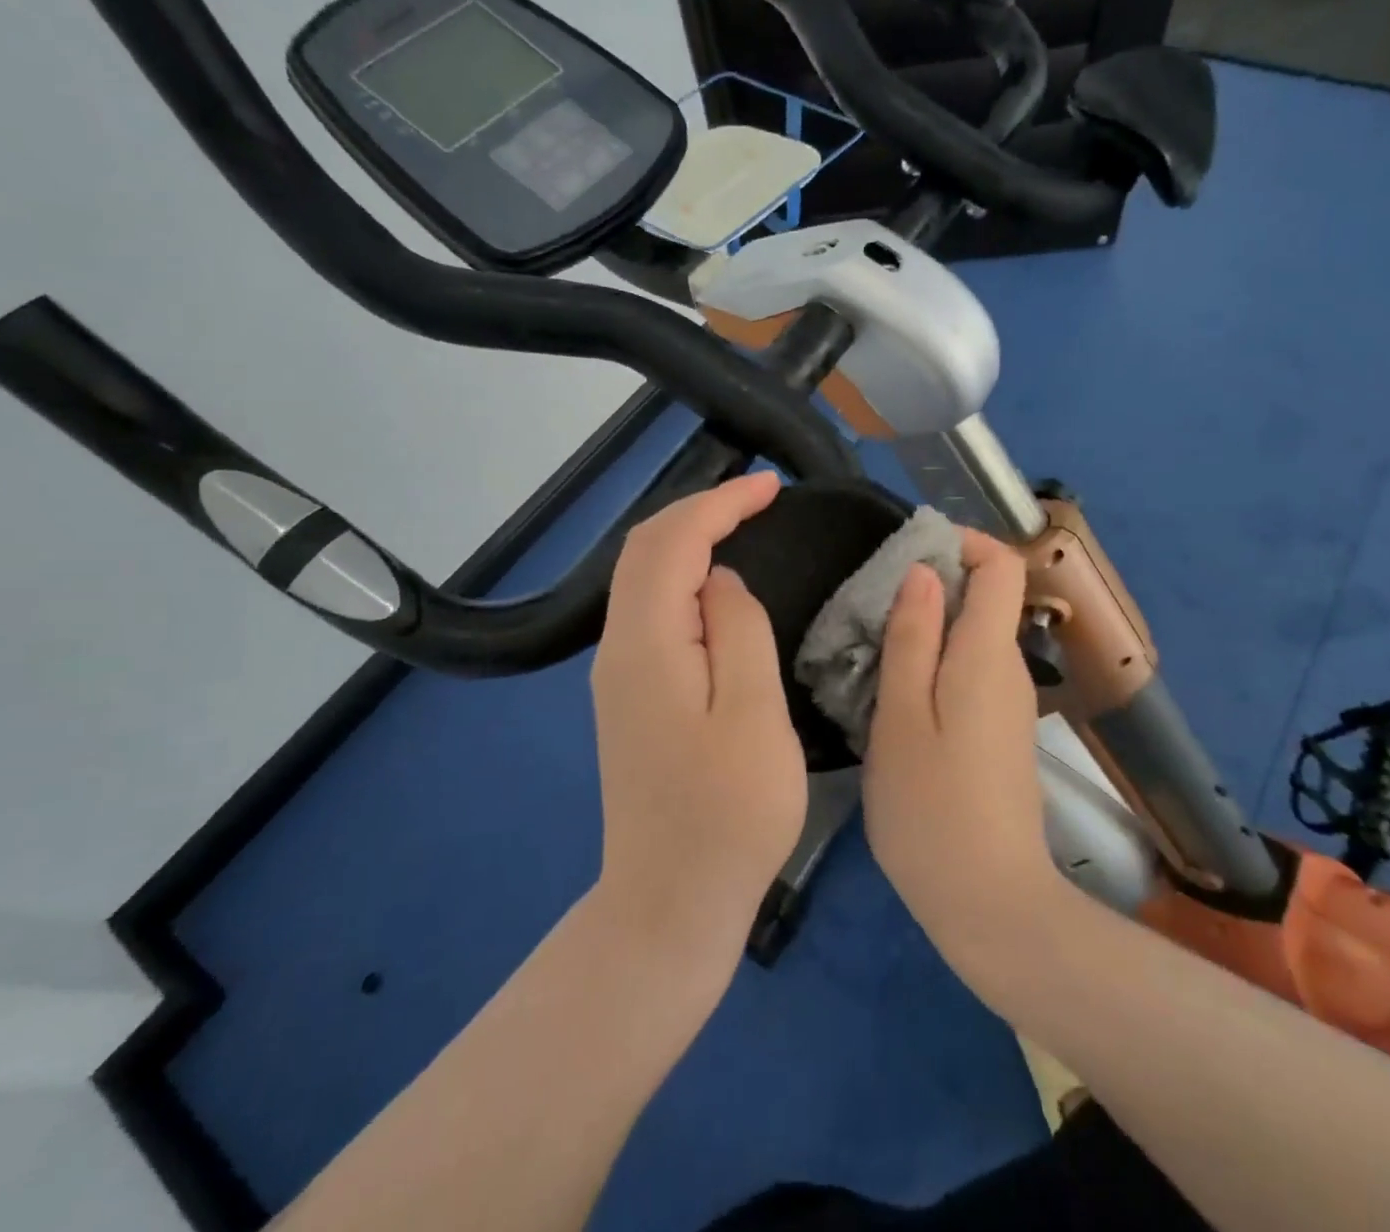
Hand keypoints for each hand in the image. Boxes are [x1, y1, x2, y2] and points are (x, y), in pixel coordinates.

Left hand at [590, 472, 807, 955]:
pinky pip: (650, 608)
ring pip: (643, 576)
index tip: (770, 487)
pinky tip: (714, 581)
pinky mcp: (630, 695)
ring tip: (742, 523)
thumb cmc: (727, 815)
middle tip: (759, 498)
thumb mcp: (753, 716)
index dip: (719, 503)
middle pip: (645, 549)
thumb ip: (738, 631)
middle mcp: (619, 648)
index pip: (672, 543)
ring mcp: (619, 673)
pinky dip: (681, 574)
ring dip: (688, 537)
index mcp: (647, 645)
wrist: (669, 903)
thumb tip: (719, 580)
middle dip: (700, 509)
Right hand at [861, 529, 1060, 964]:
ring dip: (928, 627)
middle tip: (870, 608)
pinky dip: (935, 662)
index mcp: (988, 655)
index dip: (963, 543)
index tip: (908, 553)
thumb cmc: (932, 808)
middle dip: (932, 586)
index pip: (1001, 566)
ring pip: (973, 636)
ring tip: (870, 650)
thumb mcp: (902, 717)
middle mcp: (1009, 669)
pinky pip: (971, 671)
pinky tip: (893, 694)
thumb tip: (925, 572)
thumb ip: (913, 638)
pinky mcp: (1001, 731)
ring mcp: (1009, 703)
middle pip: (986, 597)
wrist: (990, 903)